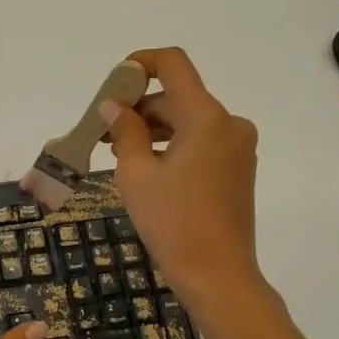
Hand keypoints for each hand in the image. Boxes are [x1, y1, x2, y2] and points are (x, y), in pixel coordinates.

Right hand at [100, 47, 264, 313]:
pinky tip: (144, 166)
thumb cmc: (173, 223)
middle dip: (138, 107)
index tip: (112, 83)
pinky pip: (199, 142)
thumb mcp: (137, 174)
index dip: (140, 63)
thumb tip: (114, 107)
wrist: (217, 275)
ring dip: (151, 128)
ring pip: (187, 121)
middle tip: (101, 130)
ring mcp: (237, 147)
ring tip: (115, 151)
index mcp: (207, 118)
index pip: (173, 65)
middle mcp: (229, 124)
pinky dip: (171, 145)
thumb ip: (124, 131)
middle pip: (177, 97)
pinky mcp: (237, 169)